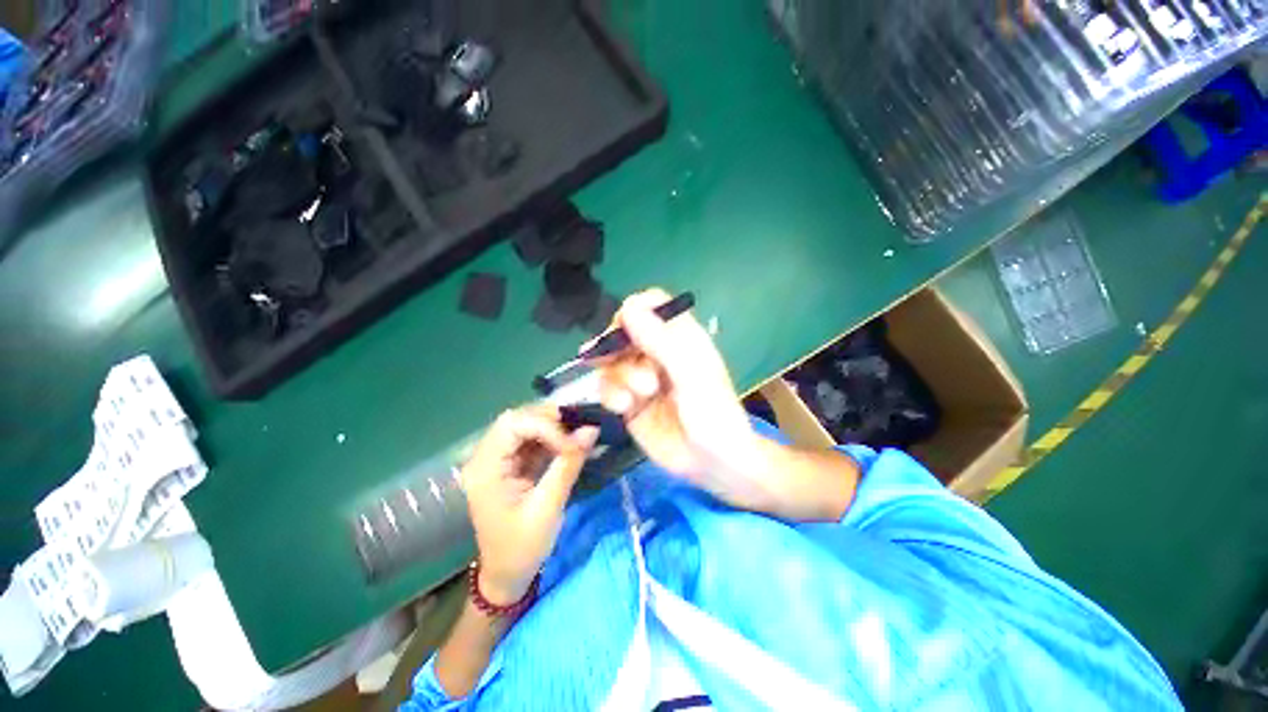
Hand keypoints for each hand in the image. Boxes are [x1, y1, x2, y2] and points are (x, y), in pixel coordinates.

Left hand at [461, 406, 597, 604]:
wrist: (507, 575)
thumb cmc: (522, 547)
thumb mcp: (548, 507)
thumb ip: (568, 464)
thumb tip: (591, 428)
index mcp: (485, 469)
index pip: (512, 424)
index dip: (545, 425)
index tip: (573, 443)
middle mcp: (486, 456)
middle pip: (517, 419)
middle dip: (550, 420)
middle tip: (579, 428)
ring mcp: (498, 459)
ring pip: (526, 425)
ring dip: (553, 426)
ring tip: (578, 433)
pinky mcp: (511, 463)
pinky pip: (532, 439)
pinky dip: (553, 437)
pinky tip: (570, 442)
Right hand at [593, 289, 770, 510]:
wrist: (713, 464)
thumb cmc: (714, 415)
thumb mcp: (692, 376)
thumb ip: (662, 342)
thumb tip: (628, 308)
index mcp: (680, 337)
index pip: (651, 305)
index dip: (634, 310)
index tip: (623, 327)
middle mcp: (657, 352)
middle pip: (623, 331)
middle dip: (618, 347)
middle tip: (616, 360)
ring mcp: (641, 377)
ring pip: (611, 360)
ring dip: (620, 376)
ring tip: (641, 396)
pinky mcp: (629, 401)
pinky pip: (606, 387)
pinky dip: (611, 394)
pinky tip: (625, 408)